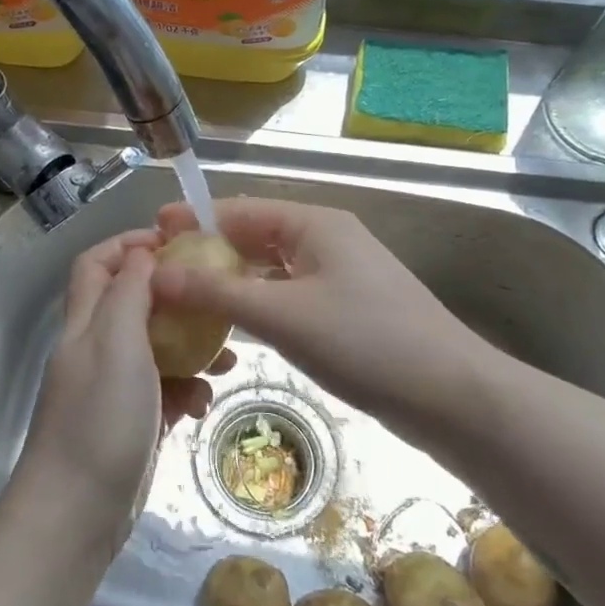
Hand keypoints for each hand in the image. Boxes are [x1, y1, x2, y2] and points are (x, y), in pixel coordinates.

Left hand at [9, 229, 231, 557]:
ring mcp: (114, 388)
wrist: (77, 513)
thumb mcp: (116, 342)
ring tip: (226, 359)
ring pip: (156, 349)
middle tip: (215, 300)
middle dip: (174, 297)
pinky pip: (164, 392)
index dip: (130, 245)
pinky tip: (203, 405)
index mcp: (85, 322)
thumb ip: (129, 292)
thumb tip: (143, 253)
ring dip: (190, 348)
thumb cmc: (99, 418)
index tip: (177, 244)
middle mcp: (96, 349)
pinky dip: (186, 391)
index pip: (97, 263)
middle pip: (133, 303)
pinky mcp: (132, 423)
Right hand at [151, 197, 493, 432]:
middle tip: (160, 271)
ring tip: (184, 298)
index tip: (152, 232)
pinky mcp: (347, 310)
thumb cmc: (365, 341)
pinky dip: (257, 304)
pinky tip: (232, 325)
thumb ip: (217, 292)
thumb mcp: (282, 314)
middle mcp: (327, 240)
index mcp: (314, 224)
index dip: (194, 219)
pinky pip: (289, 296)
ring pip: (271, 270)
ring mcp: (340, 276)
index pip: (240, 209)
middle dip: (208, 251)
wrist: (452, 396)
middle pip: (254, 237)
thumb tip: (156, 274)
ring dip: (230, 280)